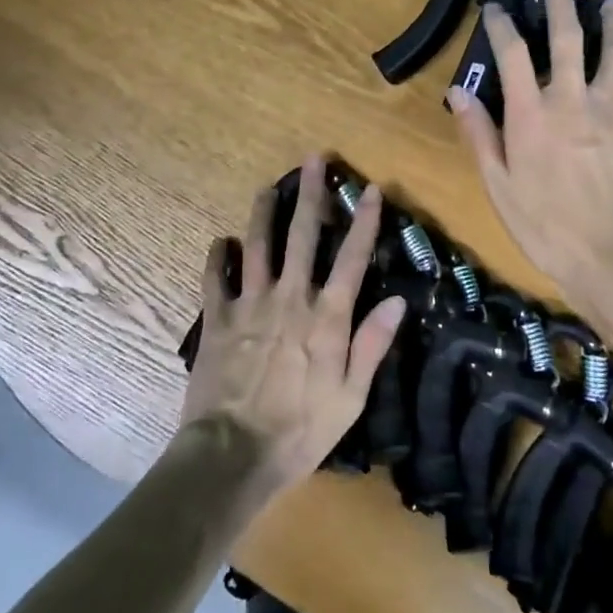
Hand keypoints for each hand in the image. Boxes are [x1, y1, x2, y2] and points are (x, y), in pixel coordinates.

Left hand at [179, 156, 405, 500]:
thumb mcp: (351, 397)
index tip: (372, 189)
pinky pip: (215, 277)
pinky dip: (217, 256)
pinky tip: (221, 241)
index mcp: (326, 316)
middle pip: (302, 235)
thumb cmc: (301, 430)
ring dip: (264, 213)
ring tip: (267, 188)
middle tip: (312, 159)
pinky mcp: (217, 317)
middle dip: (310, 194)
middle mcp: (289, 297)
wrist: (233, 454)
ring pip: (257, 244)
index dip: (365, 221)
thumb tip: (397, 300)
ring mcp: (250, 303)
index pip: (352, 257)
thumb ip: (372, 344)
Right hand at [447, 0, 612, 310]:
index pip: (512, 53)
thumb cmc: (546, 226)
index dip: (501, 25)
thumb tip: (458, 91)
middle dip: (561, 3)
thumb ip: (479, 134)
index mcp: (532, 113)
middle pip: (569, 37)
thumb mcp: (499, 185)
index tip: (494, 6)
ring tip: (611, 3)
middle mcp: (574, 99)